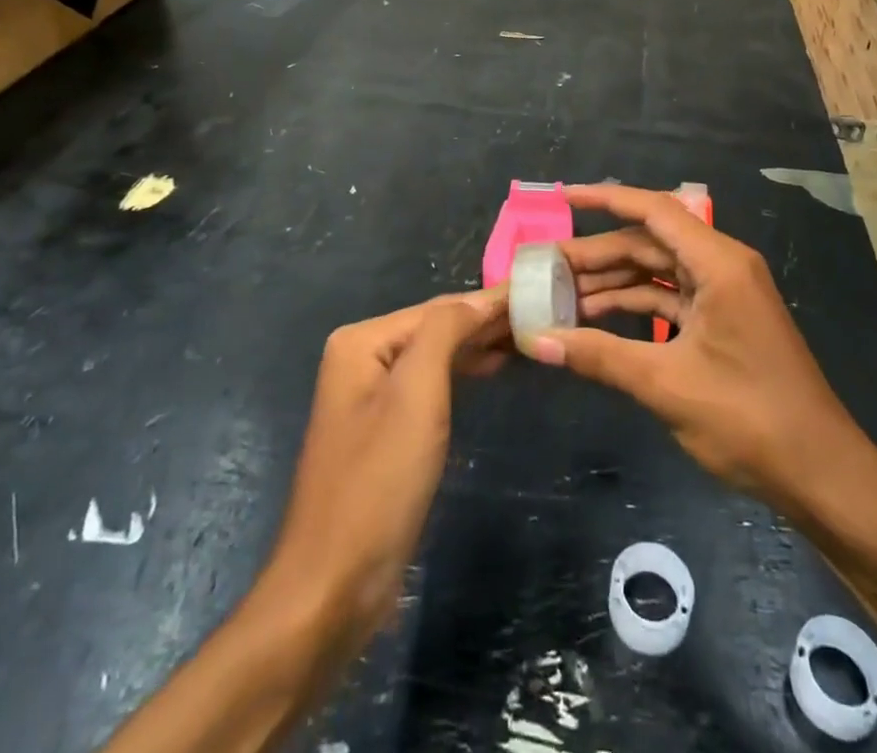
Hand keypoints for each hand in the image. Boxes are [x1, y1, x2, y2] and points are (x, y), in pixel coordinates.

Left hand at [266, 289, 508, 654]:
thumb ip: (445, 331)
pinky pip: (430, 386)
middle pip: (435, 328)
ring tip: (526, 335)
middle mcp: (361, 359)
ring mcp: (370, 397)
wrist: (334, 585)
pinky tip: (491, 368)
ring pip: (435, 356)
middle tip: (542, 312)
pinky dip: (462, 372)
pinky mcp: (384, 432)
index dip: (488, 300)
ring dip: (478, 344)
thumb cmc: (379, 481)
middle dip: (485, 320)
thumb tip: (480, 299)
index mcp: (362, 342)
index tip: (538, 291)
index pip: (438, 308)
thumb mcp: (416, 393)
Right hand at [529, 184, 876, 515]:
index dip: (606, 200)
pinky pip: (670, 300)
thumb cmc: (748, 418)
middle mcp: (722, 267)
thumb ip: (599, 356)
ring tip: (560, 294)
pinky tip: (596, 320)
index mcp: (718, 263)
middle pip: (650, 243)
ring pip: (657, 273)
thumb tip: (536, 341)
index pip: (654, 212)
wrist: (820, 473)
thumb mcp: (666, 384)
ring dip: (613, 283)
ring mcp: (724, 295)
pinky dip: (635, 307)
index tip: (562, 197)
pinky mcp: (723, 323)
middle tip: (547, 266)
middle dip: (598, 253)